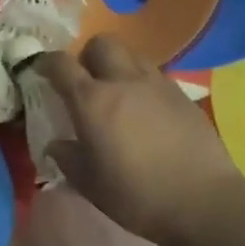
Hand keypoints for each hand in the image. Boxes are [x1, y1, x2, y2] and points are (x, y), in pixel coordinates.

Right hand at [34, 35, 242, 245]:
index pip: (61, 64)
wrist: (203, 201)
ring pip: (131, 54)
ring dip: (118, 65)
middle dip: (88, 55)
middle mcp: (123, 81)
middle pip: (101, 43)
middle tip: (86, 80)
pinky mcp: (182, 94)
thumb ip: (67, 158)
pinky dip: (143, 84)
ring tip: (118, 93)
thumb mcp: (90, 184)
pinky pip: (155, 75)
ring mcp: (156, 84)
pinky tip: (147, 111)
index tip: (41, 70)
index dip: (46, 62)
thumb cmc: (137, 195)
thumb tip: (56, 144)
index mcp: (92, 100)